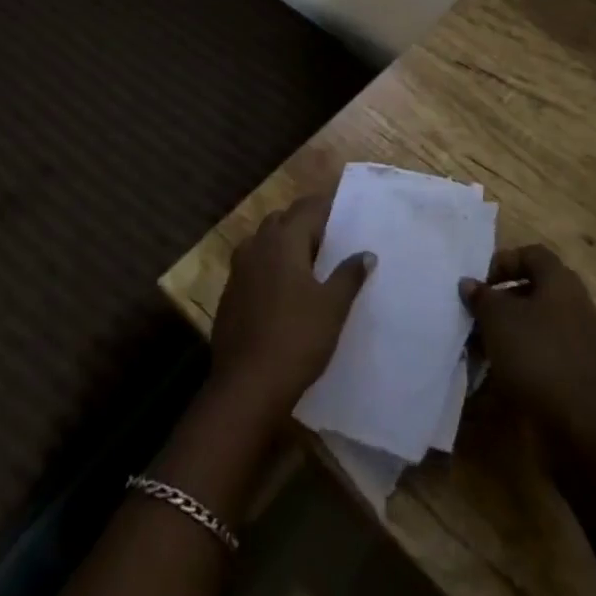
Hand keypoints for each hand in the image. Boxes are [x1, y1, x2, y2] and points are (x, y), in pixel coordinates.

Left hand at [210, 195, 372, 420]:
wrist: (246, 388)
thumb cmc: (296, 339)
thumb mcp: (332, 307)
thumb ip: (349, 275)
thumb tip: (366, 253)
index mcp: (283, 240)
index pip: (307, 208)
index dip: (327, 207)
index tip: (345, 214)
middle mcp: (257, 246)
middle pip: (282, 220)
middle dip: (304, 223)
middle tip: (329, 239)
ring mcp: (238, 271)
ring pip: (263, 242)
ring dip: (283, 244)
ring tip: (307, 263)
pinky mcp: (229, 295)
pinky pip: (252, 267)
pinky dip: (268, 267)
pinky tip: (283, 291)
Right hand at [460, 245, 595, 452]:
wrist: (578, 425)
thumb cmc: (535, 356)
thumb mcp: (497, 320)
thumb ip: (481, 296)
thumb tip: (469, 283)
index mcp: (561, 281)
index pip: (532, 254)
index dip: (504, 262)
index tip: (481, 284)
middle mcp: (576, 302)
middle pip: (536, 287)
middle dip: (505, 298)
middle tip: (480, 314)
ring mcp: (583, 337)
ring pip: (541, 320)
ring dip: (513, 328)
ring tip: (486, 344)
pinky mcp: (581, 369)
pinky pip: (549, 348)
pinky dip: (527, 352)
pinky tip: (505, 370)